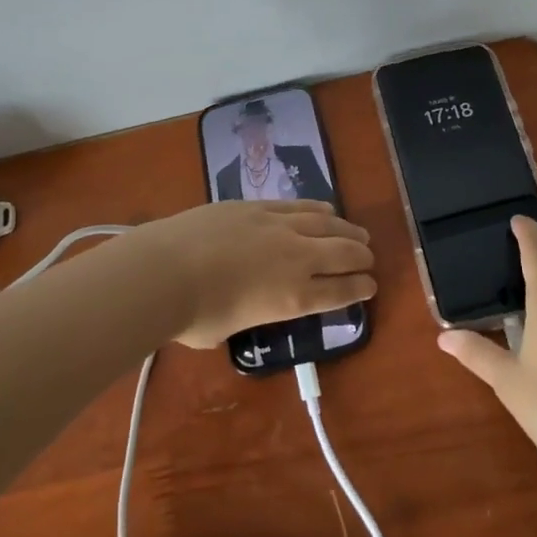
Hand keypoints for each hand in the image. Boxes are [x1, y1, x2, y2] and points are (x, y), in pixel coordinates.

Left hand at [124, 200, 376, 348]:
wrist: (165, 270)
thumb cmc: (192, 314)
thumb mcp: (225, 331)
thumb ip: (244, 316)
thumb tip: (238, 305)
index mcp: (293, 299)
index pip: (340, 293)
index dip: (360, 289)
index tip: (371, 286)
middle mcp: (296, 259)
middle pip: (342, 254)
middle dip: (361, 258)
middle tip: (369, 260)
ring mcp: (278, 226)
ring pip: (326, 225)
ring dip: (347, 231)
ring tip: (358, 234)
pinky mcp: (258, 206)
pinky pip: (299, 206)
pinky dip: (318, 210)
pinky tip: (327, 211)